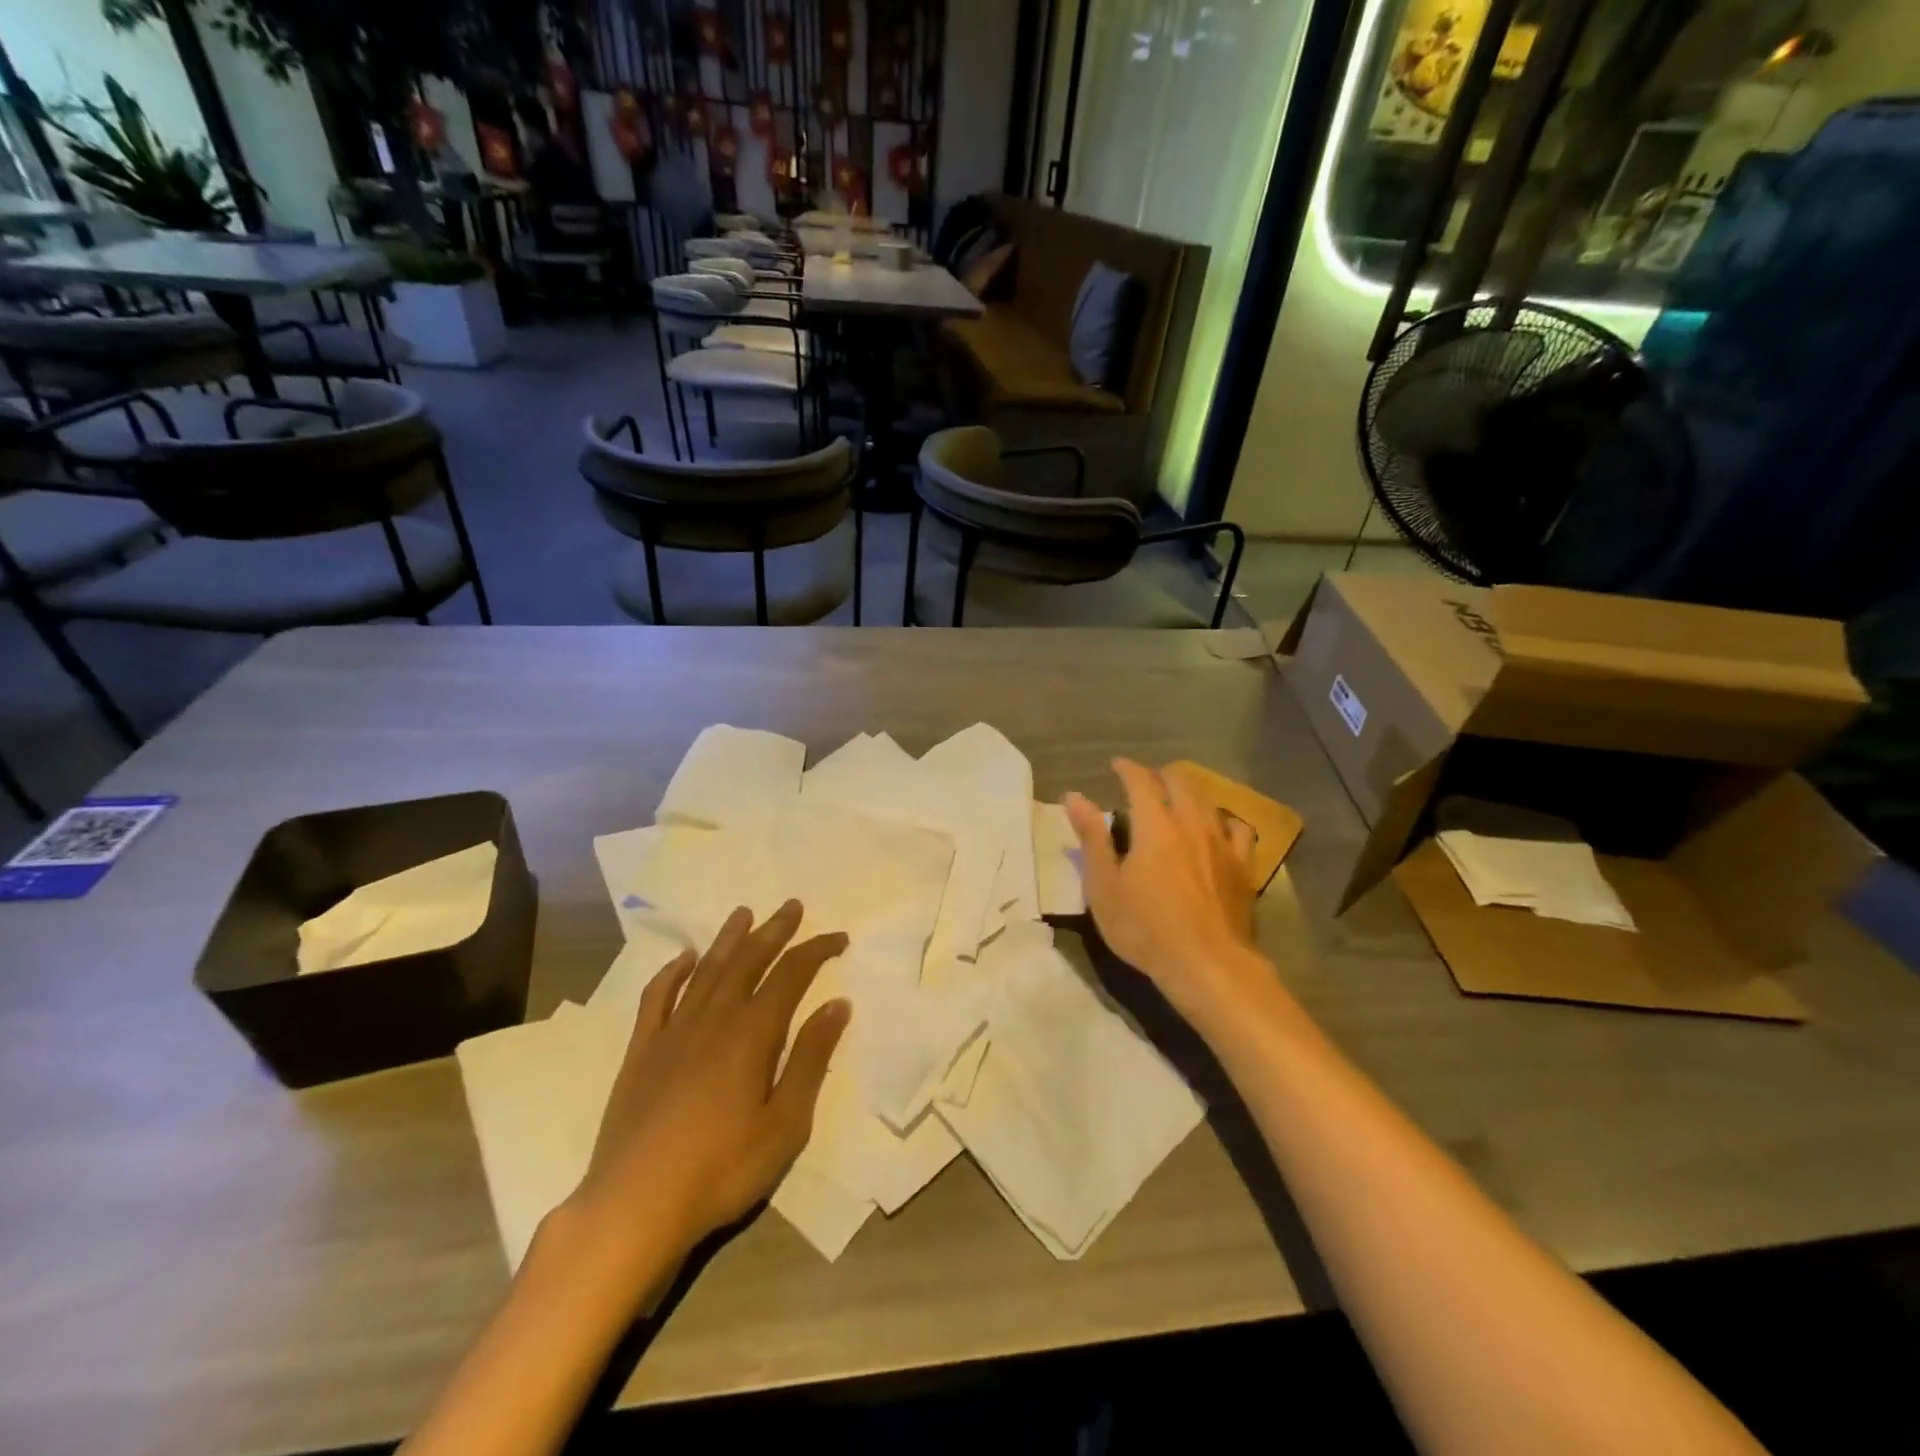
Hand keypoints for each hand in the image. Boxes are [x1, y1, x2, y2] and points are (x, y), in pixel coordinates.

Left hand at [561, 902, 849, 1294]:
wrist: (634, 1206)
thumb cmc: (722, 1169)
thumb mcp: (785, 1123)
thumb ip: (811, 1059)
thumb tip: (838, 1005)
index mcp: (753, 1032)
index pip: (791, 974)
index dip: (816, 950)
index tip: (838, 938)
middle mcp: (714, 1018)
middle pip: (748, 960)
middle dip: (774, 930)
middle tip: (791, 906)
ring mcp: (673, 1032)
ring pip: (706, 970)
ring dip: (728, 939)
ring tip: (743, 913)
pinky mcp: (641, 1052)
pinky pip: (657, 998)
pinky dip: (672, 972)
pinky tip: (683, 959)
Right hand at [1065, 759, 1268, 1026]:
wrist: (1208, 965)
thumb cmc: (1145, 928)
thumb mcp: (1104, 886)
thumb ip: (1092, 837)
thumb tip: (1074, 796)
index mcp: (1155, 824)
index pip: (1140, 780)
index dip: (1127, 768)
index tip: (1116, 765)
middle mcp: (1192, 823)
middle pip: (1180, 782)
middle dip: (1160, 774)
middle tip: (1145, 781)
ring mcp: (1222, 843)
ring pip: (1209, 801)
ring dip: (1190, 793)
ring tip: (1178, 799)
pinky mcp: (1243, 866)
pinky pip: (1238, 830)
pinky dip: (1223, 821)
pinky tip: (1218, 830)